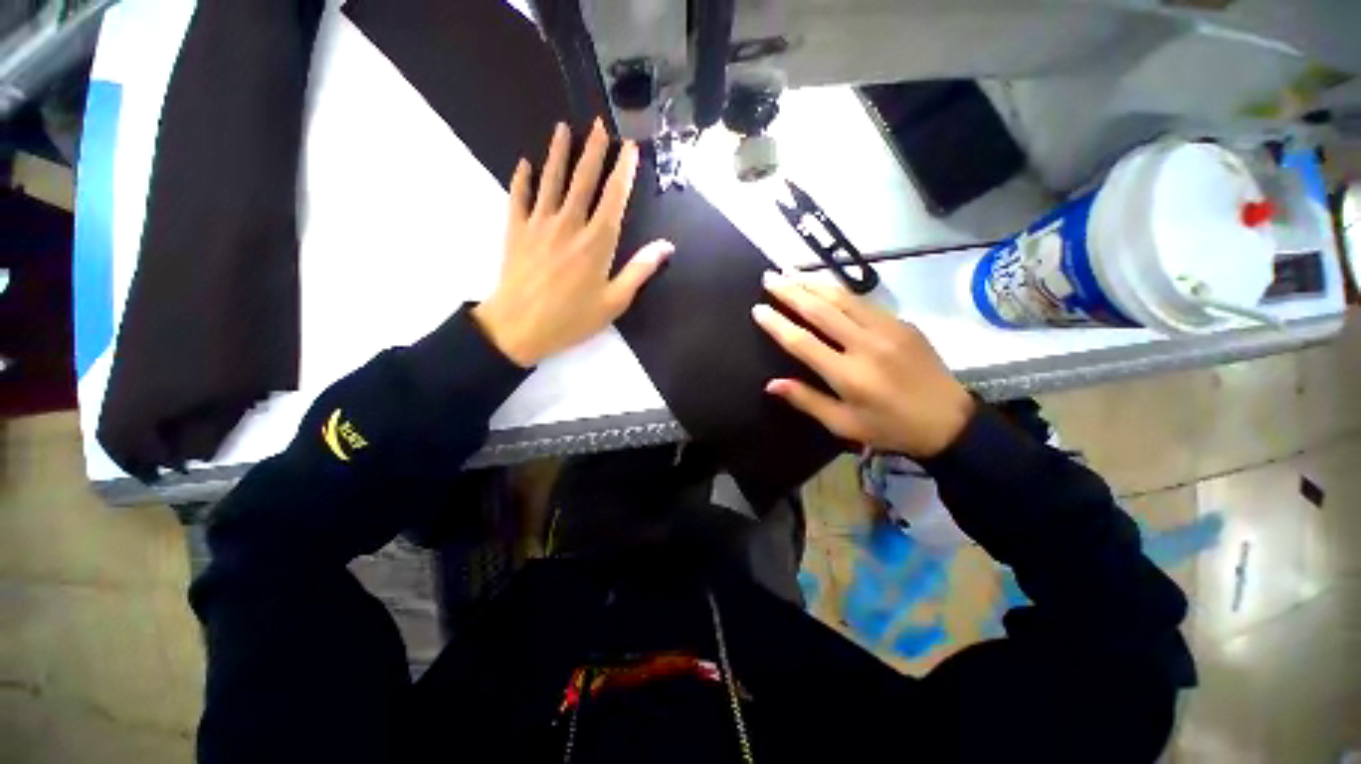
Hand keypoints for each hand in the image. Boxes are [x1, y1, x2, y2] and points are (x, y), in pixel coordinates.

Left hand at [472, 120, 672, 365]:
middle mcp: (569, 224)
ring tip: (562, 129)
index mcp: (597, 242)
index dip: (624, 170)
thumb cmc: (573, 318)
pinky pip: (519, 197)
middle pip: (583, 179)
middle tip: (599, 124)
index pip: (614, 197)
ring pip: (551, 180)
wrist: (520, 326)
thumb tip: (666, 246)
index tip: (630, 147)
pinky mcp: (516, 230)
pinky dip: (522, 179)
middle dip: (593, 150)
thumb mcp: (615, 301)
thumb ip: (640, 270)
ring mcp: (539, 223)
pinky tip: (524, 165)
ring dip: (557, 153)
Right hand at [752, 271, 974, 457]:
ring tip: (791, 273)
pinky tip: (825, 287)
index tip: (758, 309)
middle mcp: (866, 345)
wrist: (950, 421)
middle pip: (820, 310)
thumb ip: (807, 401)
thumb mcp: (844, 424)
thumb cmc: (890, 428)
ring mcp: (888, 329)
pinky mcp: (903, 323)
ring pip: (843, 298)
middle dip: (791, 291)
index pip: (802, 342)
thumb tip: (771, 384)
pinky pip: (863, 303)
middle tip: (770, 277)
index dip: (777, 324)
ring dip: (814, 283)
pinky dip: (839, 292)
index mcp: (848, 375)